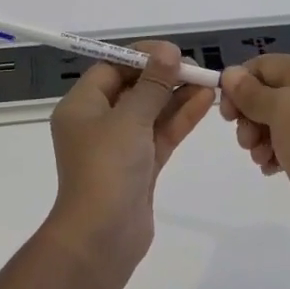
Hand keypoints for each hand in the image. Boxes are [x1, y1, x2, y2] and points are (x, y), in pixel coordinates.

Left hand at [46, 41, 215, 264]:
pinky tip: (205, 102)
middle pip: (132, 88)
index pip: (110, 68)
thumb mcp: (130, 118)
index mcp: (81, 106)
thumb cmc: (107, 168)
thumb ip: (152, 84)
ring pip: (151, 111)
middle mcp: (97, 122)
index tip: (171, 52)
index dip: (140, 57)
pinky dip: (179, 118)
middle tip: (195, 66)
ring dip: (176, 96)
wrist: (102, 237)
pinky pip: (160, 134)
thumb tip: (168, 52)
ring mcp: (119, 146)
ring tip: (208, 81)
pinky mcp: (139, 166)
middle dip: (163, 76)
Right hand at [220, 55, 289, 251]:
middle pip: (270, 91)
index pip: (264, 65)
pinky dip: (278, 149)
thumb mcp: (281, 114)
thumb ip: (252, 92)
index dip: (239, 86)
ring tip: (260, 160)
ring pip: (279, 117)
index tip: (226, 117)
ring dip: (261, 136)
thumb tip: (230, 72)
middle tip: (245, 143)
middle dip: (250, 115)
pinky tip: (272, 168)